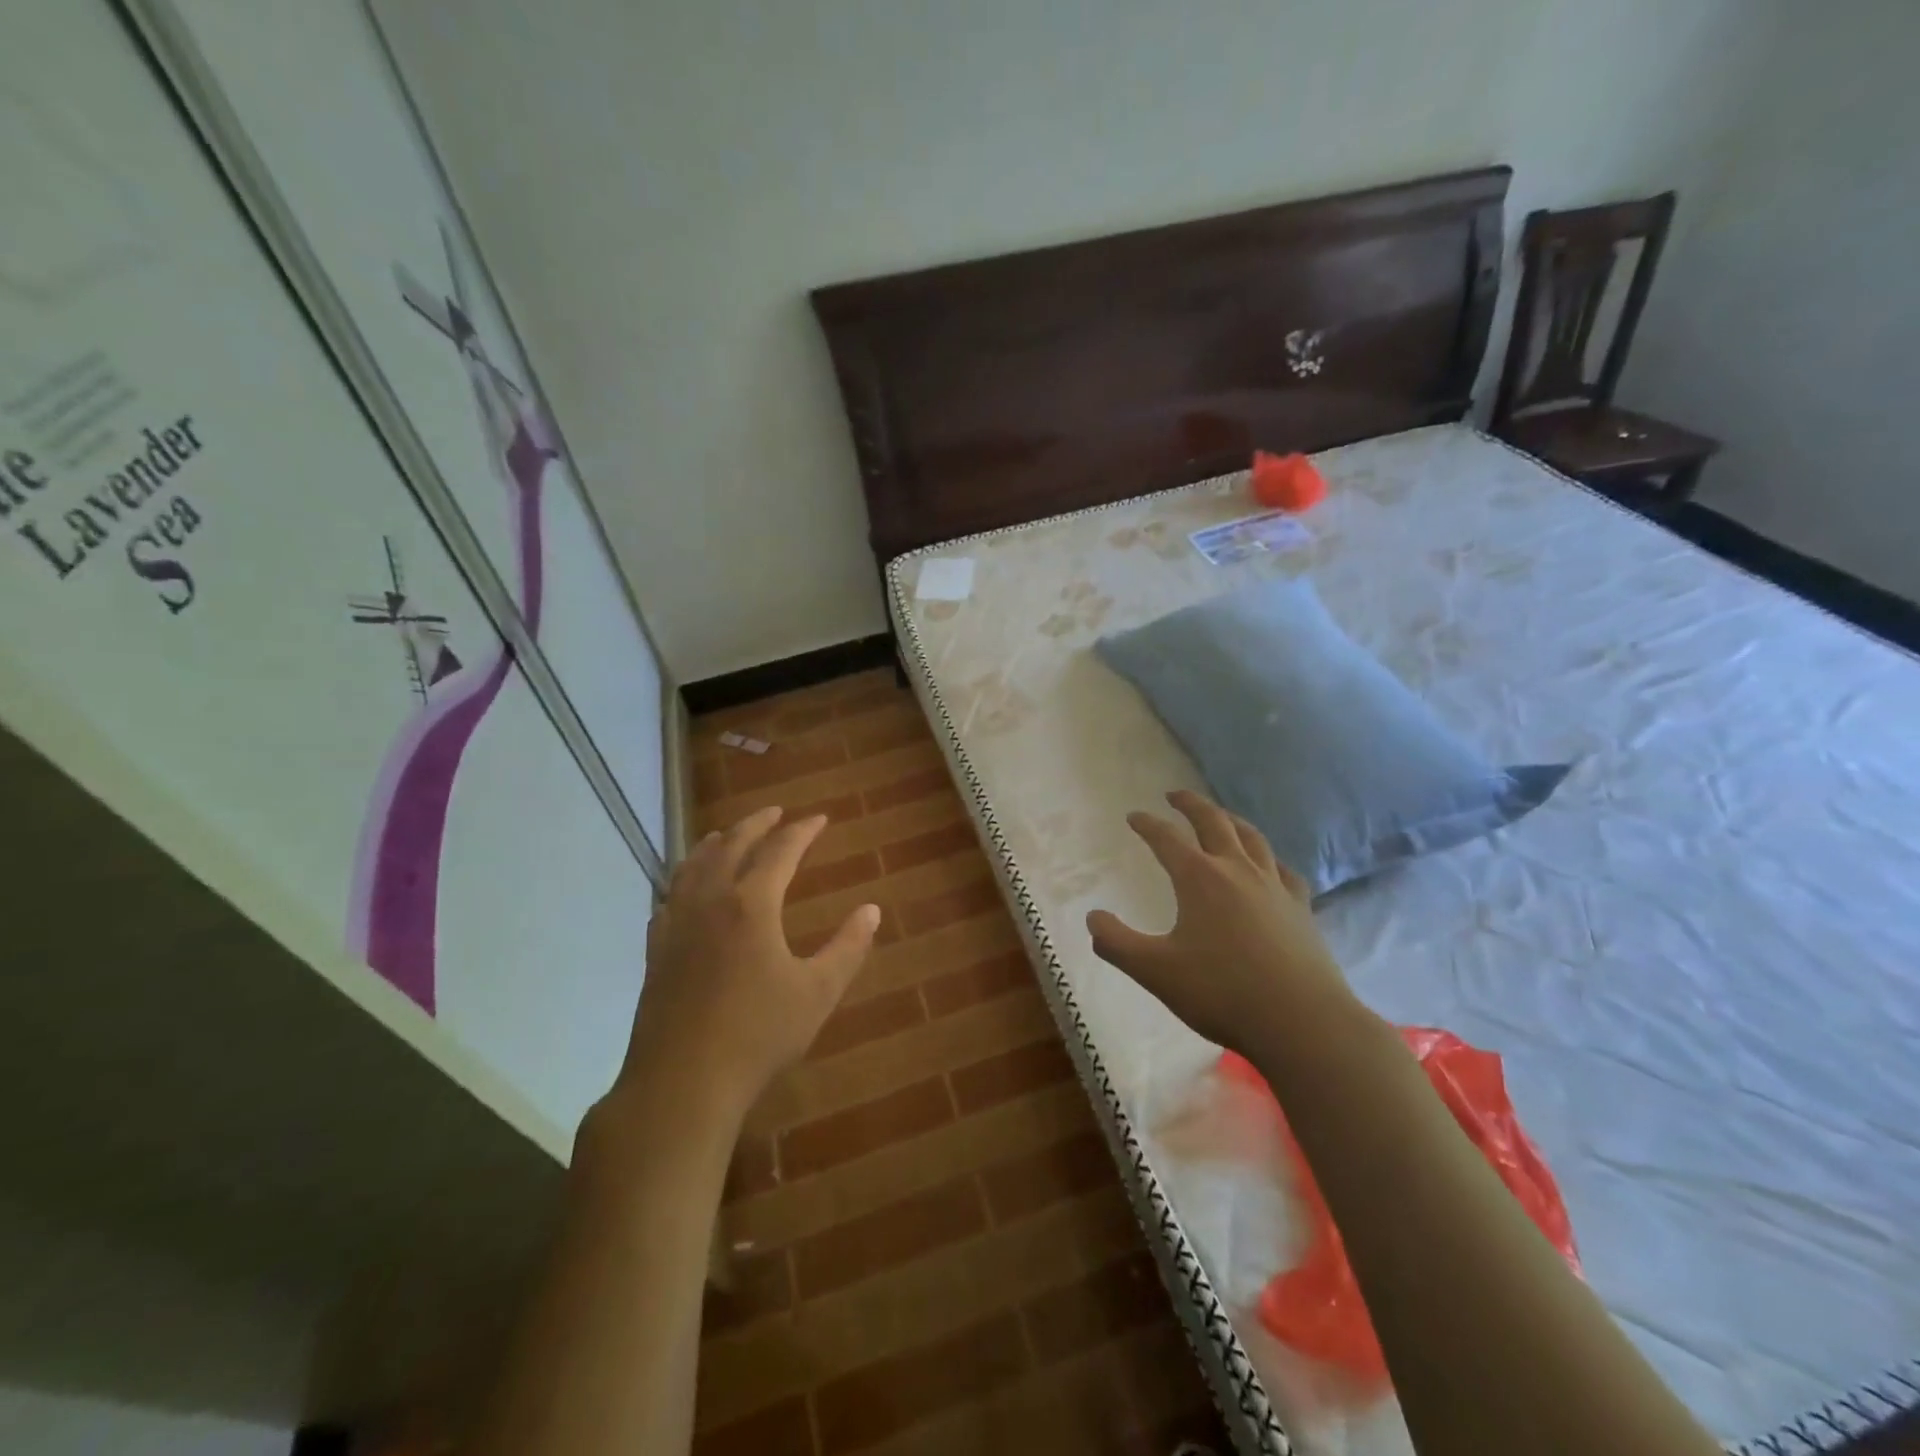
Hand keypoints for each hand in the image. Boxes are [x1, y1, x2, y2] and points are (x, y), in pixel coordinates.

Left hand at [614, 807, 881, 1123]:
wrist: (682, 1082)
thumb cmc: (758, 1035)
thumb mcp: (818, 992)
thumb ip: (848, 947)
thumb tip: (872, 910)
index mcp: (752, 904)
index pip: (780, 851)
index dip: (802, 831)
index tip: (820, 819)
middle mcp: (711, 901)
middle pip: (731, 846)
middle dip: (756, 824)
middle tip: (775, 812)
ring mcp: (677, 924)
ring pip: (693, 866)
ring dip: (715, 843)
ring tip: (727, 834)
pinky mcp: (657, 949)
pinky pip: (669, 896)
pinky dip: (684, 878)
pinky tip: (686, 888)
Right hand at [1086, 790, 1358, 1059]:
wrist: (1302, 1022)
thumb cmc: (1222, 992)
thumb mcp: (1155, 971)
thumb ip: (1116, 943)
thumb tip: (1093, 918)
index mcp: (1199, 878)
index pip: (1166, 838)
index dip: (1147, 825)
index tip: (1133, 816)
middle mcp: (1237, 870)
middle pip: (1214, 822)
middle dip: (1191, 804)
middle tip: (1175, 795)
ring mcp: (1274, 887)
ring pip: (1252, 838)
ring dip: (1230, 820)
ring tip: (1220, 816)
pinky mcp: (1300, 908)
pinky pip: (1283, 869)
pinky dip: (1269, 858)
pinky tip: (1268, 867)